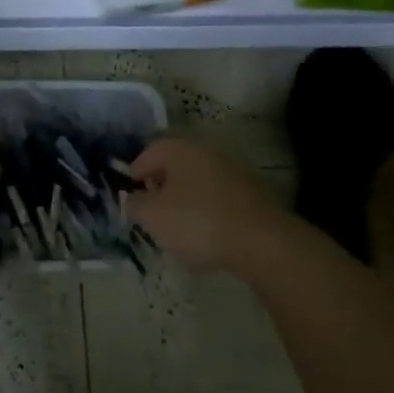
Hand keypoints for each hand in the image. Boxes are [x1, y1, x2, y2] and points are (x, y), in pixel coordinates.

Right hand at [126, 138, 286, 272]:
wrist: (262, 243)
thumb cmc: (198, 222)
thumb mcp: (153, 217)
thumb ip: (135, 205)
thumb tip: (134, 198)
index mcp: (180, 150)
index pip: (149, 153)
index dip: (135, 174)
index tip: (130, 197)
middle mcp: (207, 152)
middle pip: (175, 166)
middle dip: (160, 188)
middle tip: (152, 213)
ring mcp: (233, 171)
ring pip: (198, 182)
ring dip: (185, 201)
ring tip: (178, 230)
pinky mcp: (252, 194)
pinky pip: (218, 199)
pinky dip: (207, 212)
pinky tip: (207, 237)